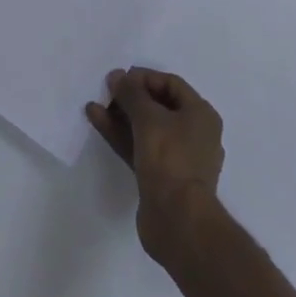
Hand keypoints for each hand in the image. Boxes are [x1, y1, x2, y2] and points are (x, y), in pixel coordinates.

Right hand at [87, 67, 224, 264]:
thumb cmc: (170, 159)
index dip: (144, 78)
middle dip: (130, 98)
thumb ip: (131, 94)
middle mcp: (193, 134)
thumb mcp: (149, 118)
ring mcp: (177, 158)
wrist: (178, 221)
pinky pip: (140, 147)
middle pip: (158, 106)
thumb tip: (117, 76)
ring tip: (94, 106)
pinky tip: (98, 122)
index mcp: (201, 115)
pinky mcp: (161, 178)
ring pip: (146, 129)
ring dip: (121, 116)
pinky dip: (121, 135)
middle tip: (106, 92)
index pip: (171, 84)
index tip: (119, 78)